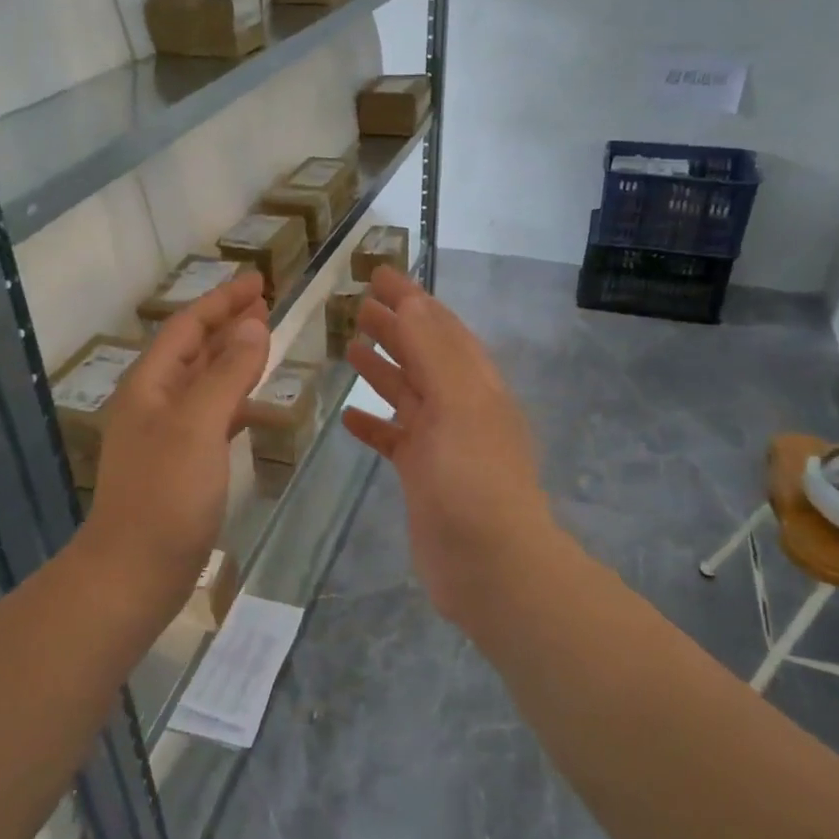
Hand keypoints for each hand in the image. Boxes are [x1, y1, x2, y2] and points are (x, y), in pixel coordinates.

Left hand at [76, 273, 269, 628]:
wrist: (134, 571)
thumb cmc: (166, 493)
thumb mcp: (199, 424)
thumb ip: (227, 373)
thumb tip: (253, 327)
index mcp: (150, 384)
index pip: (188, 326)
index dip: (223, 301)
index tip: (259, 282)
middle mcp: (154, 402)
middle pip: (194, 350)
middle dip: (228, 325)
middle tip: (267, 306)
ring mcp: (167, 435)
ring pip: (204, 383)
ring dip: (233, 360)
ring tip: (267, 345)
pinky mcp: (182, 464)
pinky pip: (213, 418)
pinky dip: (236, 403)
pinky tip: (258, 406)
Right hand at [342, 267, 559, 623]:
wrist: (489, 565)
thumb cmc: (474, 480)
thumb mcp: (459, 405)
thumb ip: (434, 353)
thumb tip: (411, 302)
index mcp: (475, 385)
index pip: (441, 328)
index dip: (413, 299)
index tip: (380, 273)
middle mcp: (461, 407)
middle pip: (423, 355)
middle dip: (395, 326)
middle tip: (358, 303)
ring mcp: (442, 443)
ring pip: (408, 394)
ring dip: (383, 367)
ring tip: (351, 344)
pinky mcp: (423, 476)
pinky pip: (394, 439)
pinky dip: (374, 424)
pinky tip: (349, 416)